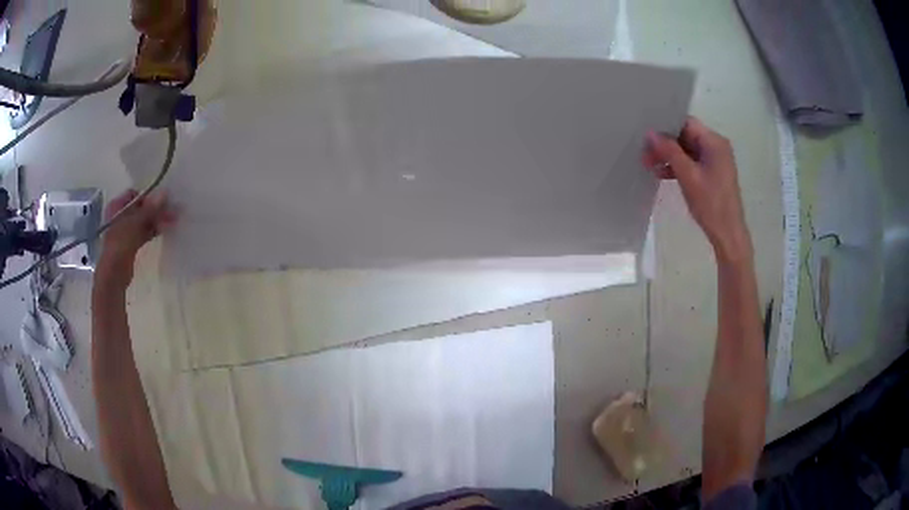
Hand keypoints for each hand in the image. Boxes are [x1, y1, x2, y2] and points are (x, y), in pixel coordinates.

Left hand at [96, 190, 175, 287]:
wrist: (114, 274)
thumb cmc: (119, 244)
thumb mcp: (135, 223)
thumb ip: (150, 209)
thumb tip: (165, 193)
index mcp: (117, 206)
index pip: (134, 194)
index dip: (148, 196)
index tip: (162, 200)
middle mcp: (120, 215)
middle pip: (141, 208)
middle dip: (156, 209)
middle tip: (172, 211)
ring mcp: (126, 230)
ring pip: (144, 221)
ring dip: (157, 219)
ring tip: (173, 220)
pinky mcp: (131, 243)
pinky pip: (144, 232)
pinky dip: (154, 230)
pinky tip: (165, 229)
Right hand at [643, 117, 752, 261]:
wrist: (728, 234)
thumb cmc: (711, 204)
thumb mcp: (688, 176)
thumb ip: (670, 151)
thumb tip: (650, 133)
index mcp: (714, 142)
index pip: (686, 123)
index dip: (665, 127)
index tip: (646, 136)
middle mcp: (716, 146)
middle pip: (686, 135)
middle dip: (665, 143)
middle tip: (644, 154)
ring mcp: (715, 160)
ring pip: (687, 150)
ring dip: (669, 156)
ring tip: (649, 165)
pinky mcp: (713, 173)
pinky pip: (692, 162)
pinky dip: (678, 166)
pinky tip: (662, 174)